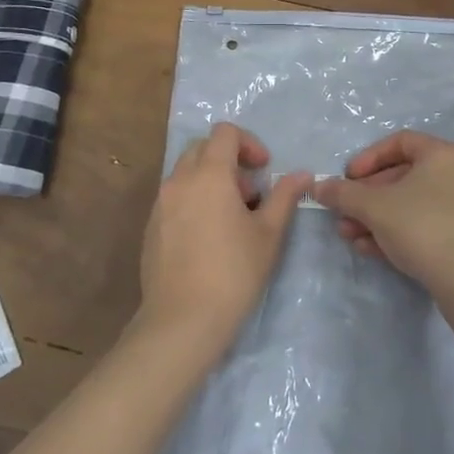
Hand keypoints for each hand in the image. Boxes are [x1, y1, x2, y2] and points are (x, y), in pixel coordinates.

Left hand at [137, 123, 308, 347]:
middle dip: (229, 161)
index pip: (225, 133)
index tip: (264, 170)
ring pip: (187, 173)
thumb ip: (284, 196)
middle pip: (203, 148)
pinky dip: (194, 200)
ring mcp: (160, 204)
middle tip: (249, 194)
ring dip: (211, 181)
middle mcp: (179, 180)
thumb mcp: (269, 233)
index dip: (249, 143)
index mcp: (209, 174)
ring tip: (231, 219)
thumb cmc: (233, 272)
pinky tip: (208, 238)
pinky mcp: (151, 227)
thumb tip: (302, 174)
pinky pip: (175, 198)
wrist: (182, 321)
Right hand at [312, 130, 453, 303]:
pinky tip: (372, 250)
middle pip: (404, 176)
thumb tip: (318, 187)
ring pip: (413, 204)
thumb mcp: (374, 207)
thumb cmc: (422, 228)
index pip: (400, 142)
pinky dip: (400, 232)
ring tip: (351, 236)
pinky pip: (428, 225)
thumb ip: (343, 194)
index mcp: (444, 155)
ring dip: (378, 217)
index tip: (347, 178)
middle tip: (344, 213)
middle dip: (368, 196)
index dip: (368, 158)